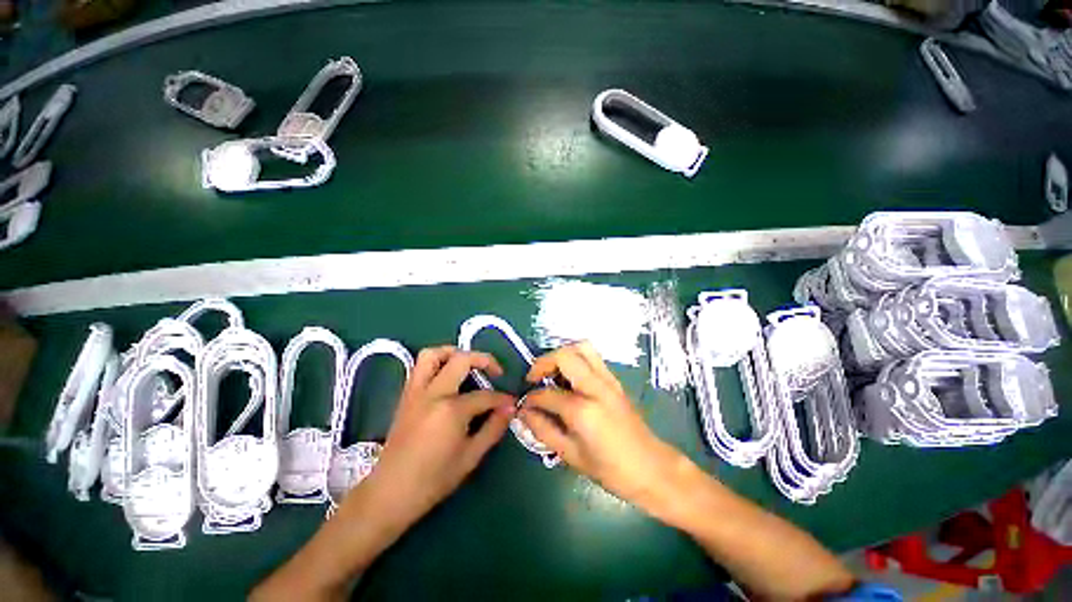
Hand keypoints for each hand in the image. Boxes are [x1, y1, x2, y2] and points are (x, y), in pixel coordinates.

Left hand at [365, 346, 516, 528]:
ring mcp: (416, 391)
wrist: (390, 493)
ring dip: (454, 352)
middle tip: (496, 372)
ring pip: (433, 354)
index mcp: (451, 410)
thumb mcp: (471, 457)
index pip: (485, 396)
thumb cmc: (434, 479)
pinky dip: (437, 362)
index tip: (511, 403)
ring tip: (468, 364)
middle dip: (484, 360)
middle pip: (461, 360)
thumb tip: (510, 408)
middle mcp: (433, 393)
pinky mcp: (405, 395)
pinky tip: (448, 376)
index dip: (502, 399)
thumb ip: (494, 428)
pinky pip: (420, 366)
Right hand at [518, 342, 686, 508]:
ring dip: (561, 354)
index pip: (547, 394)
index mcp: (583, 410)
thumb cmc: (611, 469)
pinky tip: (569, 378)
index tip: (524, 405)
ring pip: (582, 347)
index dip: (531, 398)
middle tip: (534, 377)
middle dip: (543, 363)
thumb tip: (523, 413)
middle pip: (565, 356)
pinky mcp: (615, 379)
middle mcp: (596, 387)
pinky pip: (592, 357)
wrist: (652, 468)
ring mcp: (608, 380)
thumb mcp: (571, 455)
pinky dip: (576, 358)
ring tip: (551, 372)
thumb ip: (543, 430)